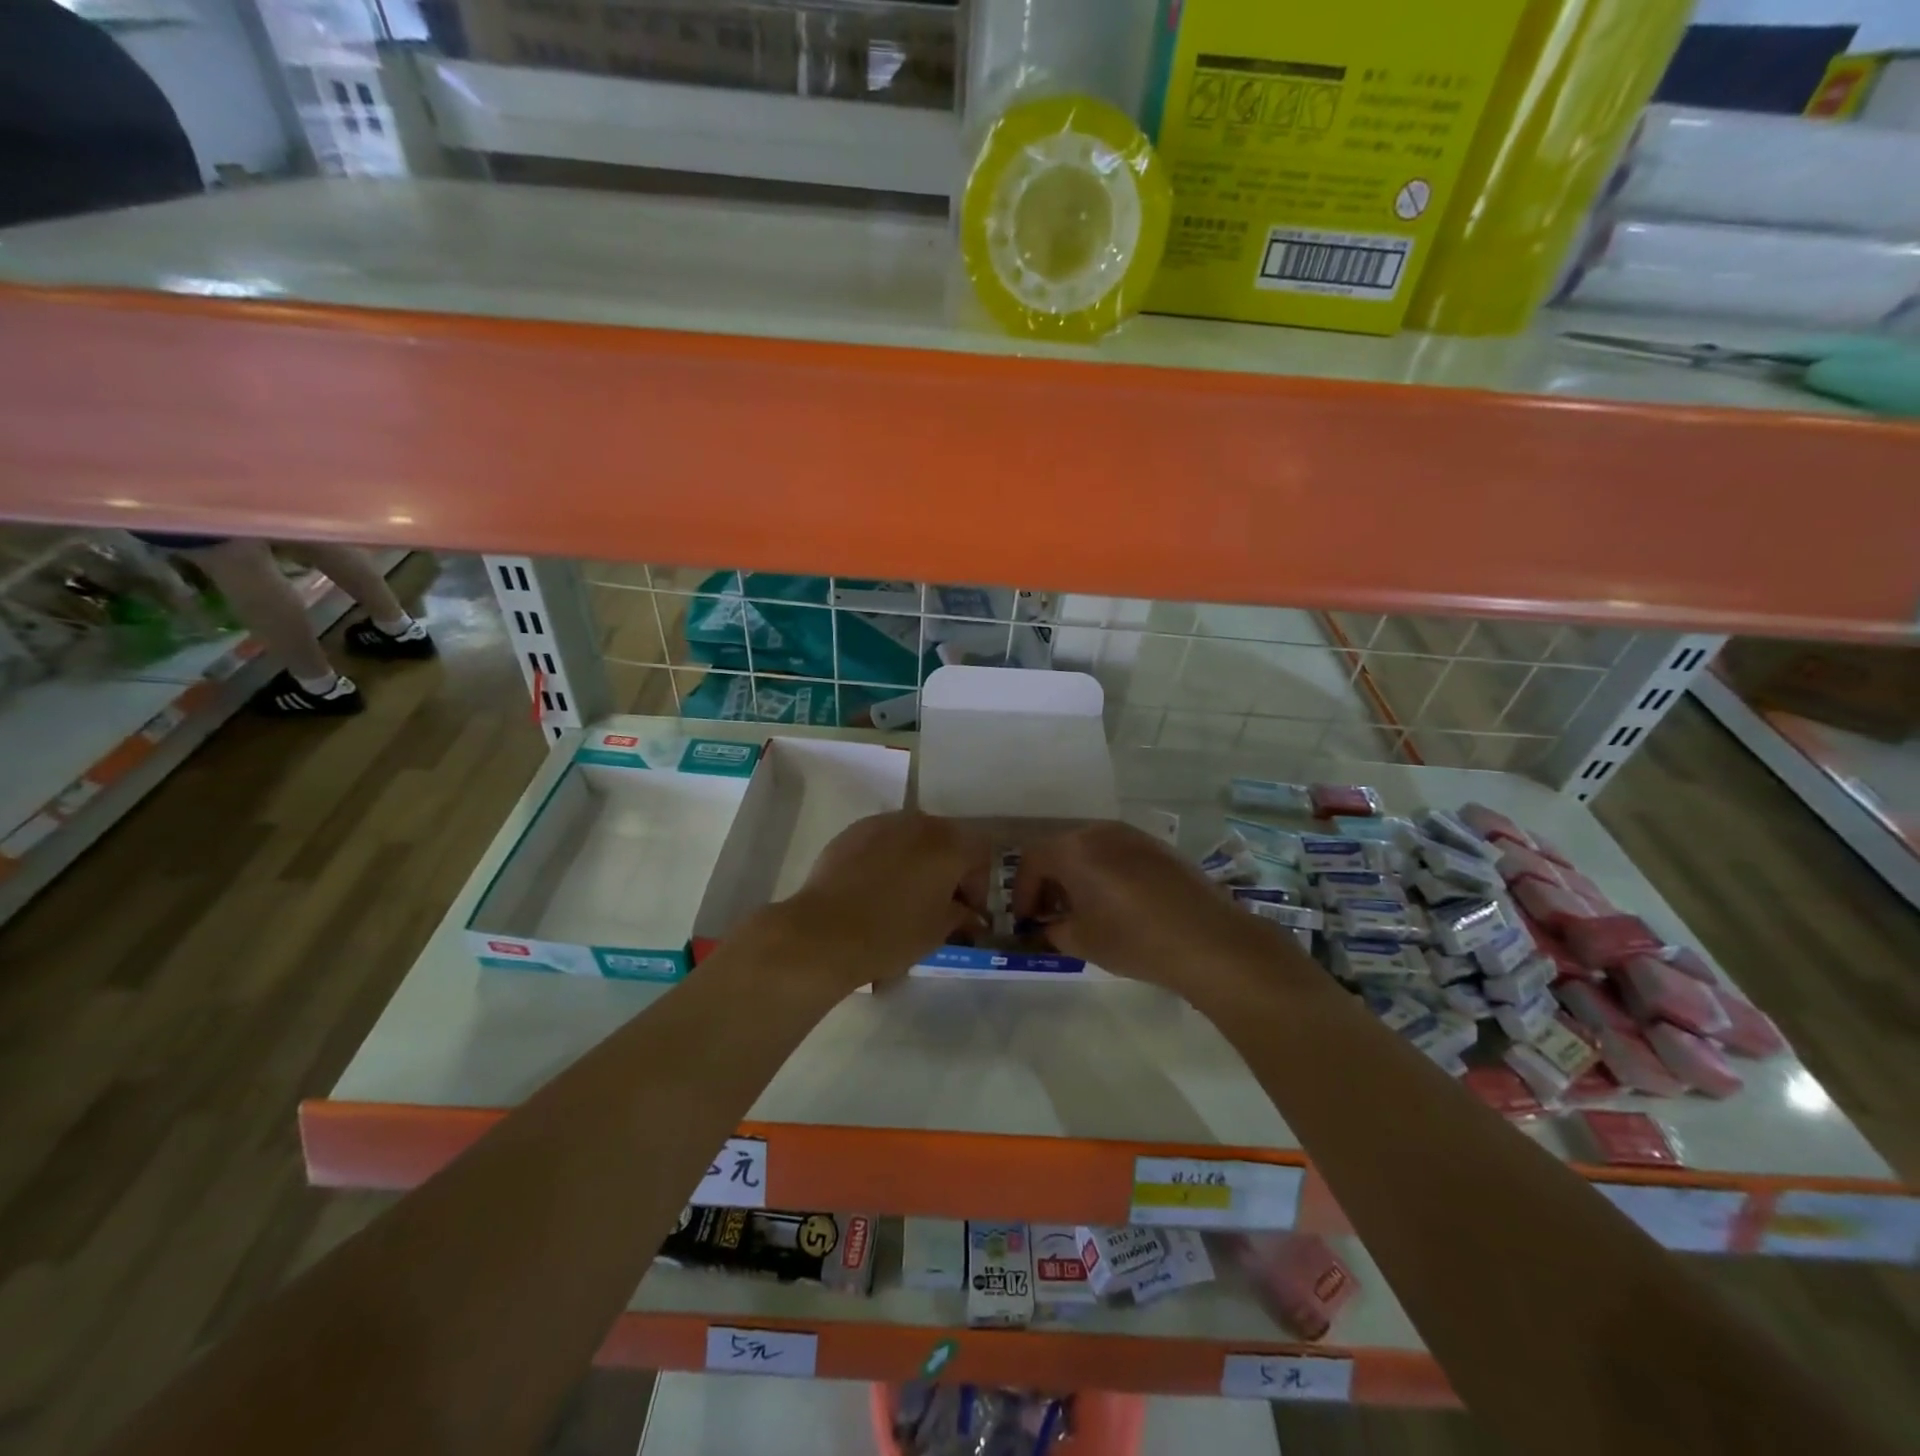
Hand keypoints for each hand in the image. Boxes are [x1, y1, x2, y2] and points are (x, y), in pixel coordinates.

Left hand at [780, 811, 989, 985]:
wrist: (825, 932)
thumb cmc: (892, 934)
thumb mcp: (937, 932)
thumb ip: (960, 916)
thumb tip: (969, 914)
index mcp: (949, 845)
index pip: (980, 856)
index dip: (978, 887)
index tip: (968, 914)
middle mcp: (920, 823)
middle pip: (947, 839)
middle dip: (949, 868)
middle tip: (941, 902)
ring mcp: (884, 823)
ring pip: (913, 836)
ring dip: (919, 859)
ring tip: (906, 892)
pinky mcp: (853, 831)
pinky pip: (883, 840)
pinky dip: (888, 857)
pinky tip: (876, 885)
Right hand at [1011, 821, 1278, 996]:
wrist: (1208, 940)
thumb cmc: (1134, 940)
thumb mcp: (1082, 942)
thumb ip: (1055, 930)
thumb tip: (1051, 925)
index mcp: (1073, 849)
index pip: (1032, 861)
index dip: (1022, 892)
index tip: (1026, 920)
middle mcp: (1099, 832)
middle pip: (1060, 849)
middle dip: (1049, 881)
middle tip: (1051, 914)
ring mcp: (1132, 835)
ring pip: (1090, 849)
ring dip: (1078, 875)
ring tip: (1084, 908)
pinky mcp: (1158, 846)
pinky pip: (1117, 853)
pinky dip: (1105, 872)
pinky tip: (1118, 902)